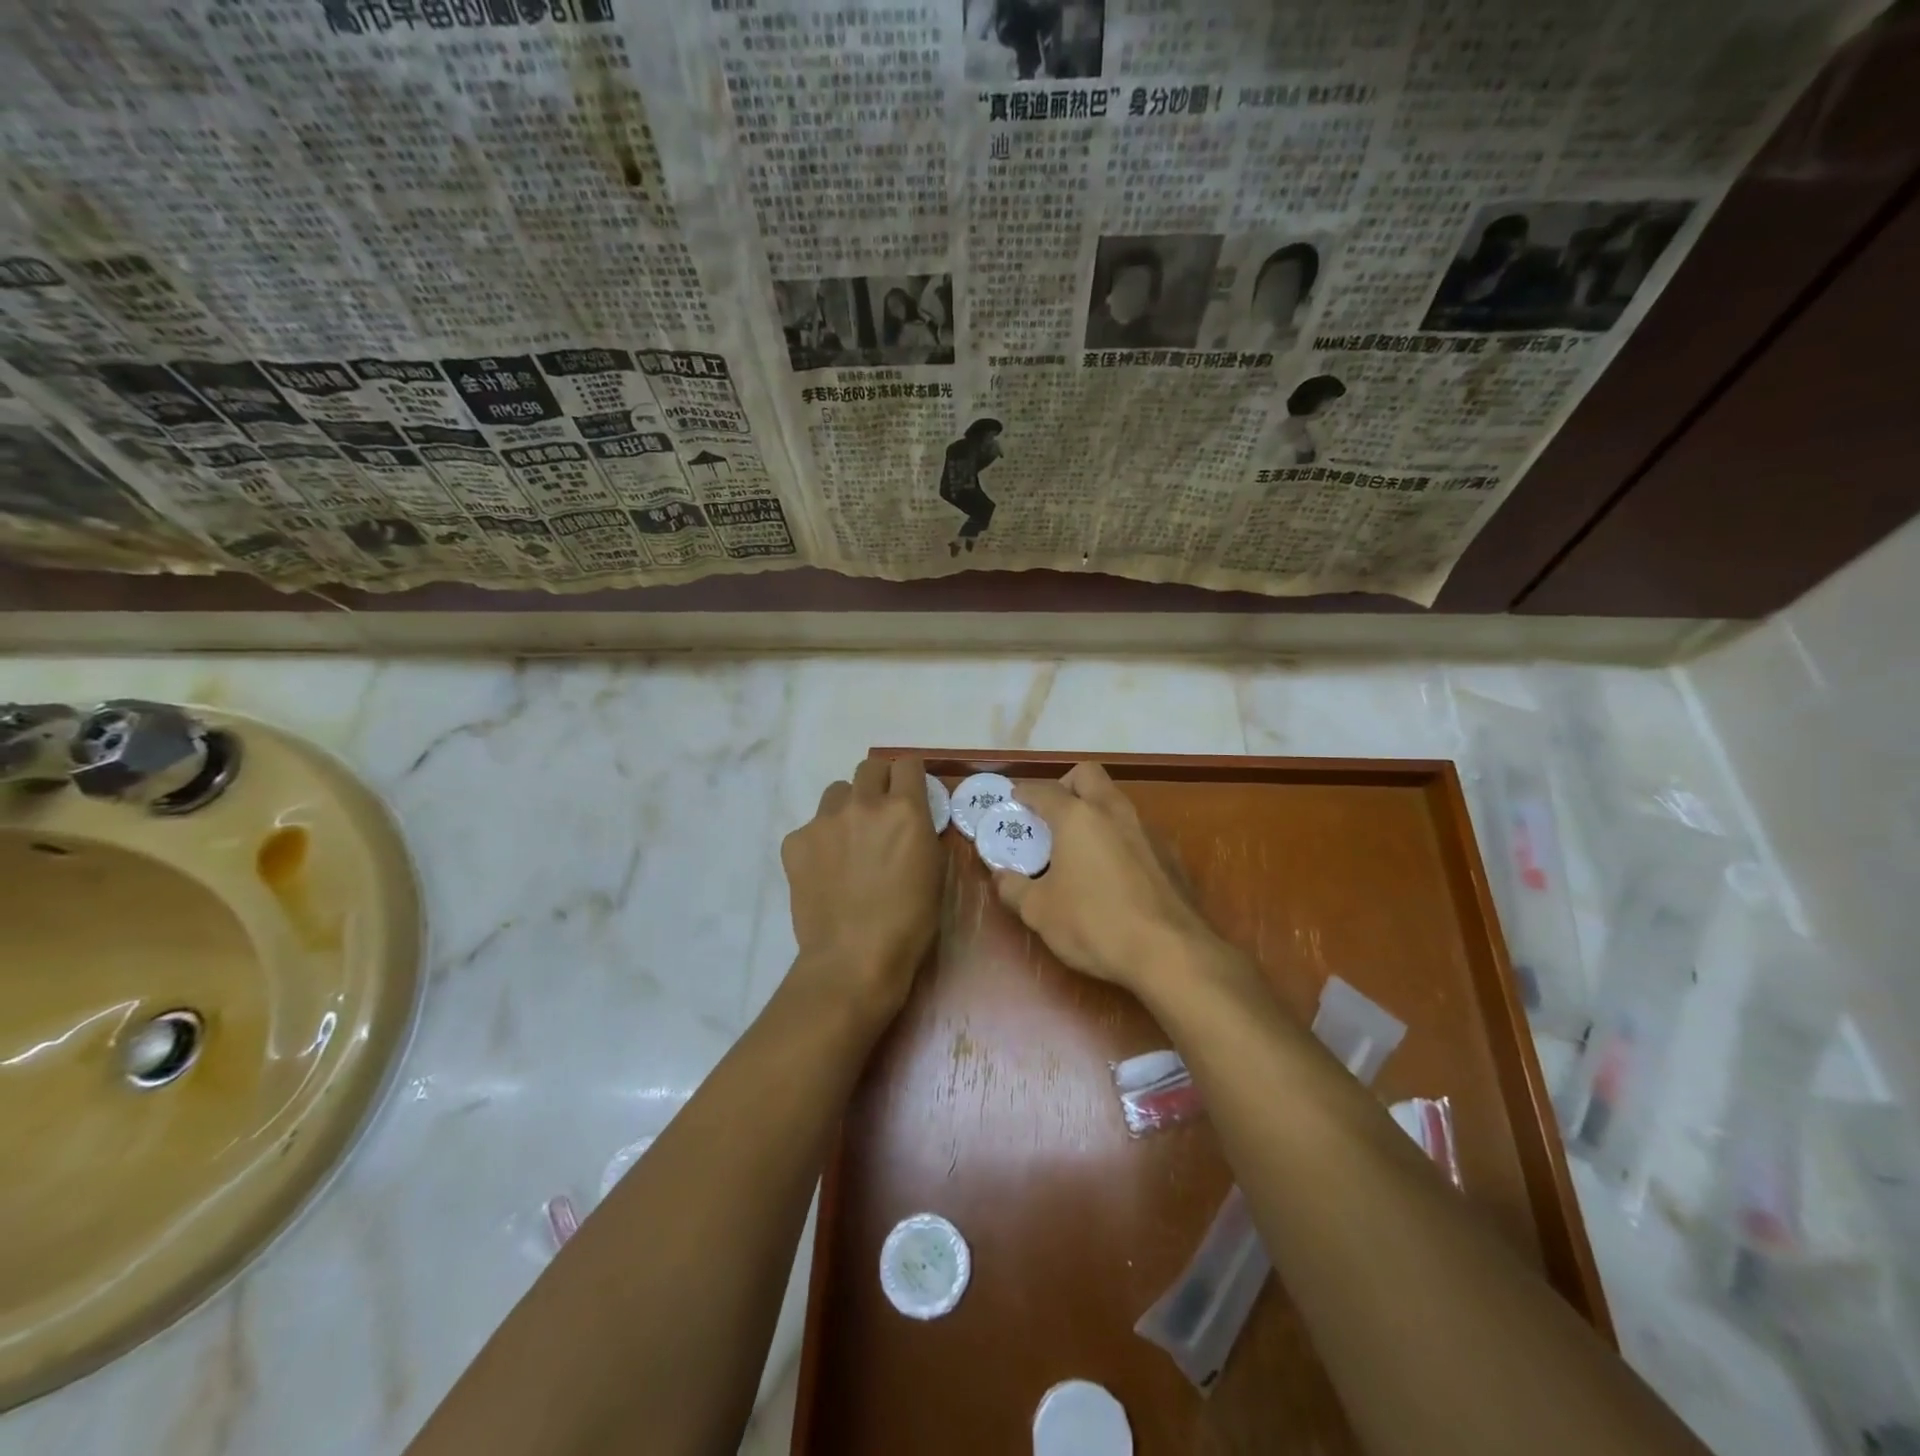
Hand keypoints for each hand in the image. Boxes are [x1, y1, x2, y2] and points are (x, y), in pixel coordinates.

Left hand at [781, 753, 943, 1019]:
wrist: (853, 958)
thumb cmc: (909, 922)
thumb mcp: (934, 871)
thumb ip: (922, 832)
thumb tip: (911, 820)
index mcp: (904, 810)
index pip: (907, 763)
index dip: (910, 776)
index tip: (911, 793)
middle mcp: (863, 804)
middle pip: (870, 767)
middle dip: (879, 783)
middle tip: (881, 814)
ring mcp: (824, 821)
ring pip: (837, 792)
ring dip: (848, 806)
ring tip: (850, 841)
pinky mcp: (795, 842)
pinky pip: (811, 826)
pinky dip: (821, 840)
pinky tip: (826, 871)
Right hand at [991, 762, 1228, 996]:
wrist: (1170, 953)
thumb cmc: (1094, 924)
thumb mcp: (1039, 912)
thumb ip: (1014, 888)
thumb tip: (1000, 876)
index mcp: (1077, 817)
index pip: (1044, 790)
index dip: (1025, 792)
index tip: (1015, 799)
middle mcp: (1113, 812)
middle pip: (1088, 775)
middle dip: (1066, 785)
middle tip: (1051, 814)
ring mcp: (1147, 830)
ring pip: (1116, 801)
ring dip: (1095, 811)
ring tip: (1079, 846)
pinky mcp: (1170, 855)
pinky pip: (1136, 831)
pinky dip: (1118, 839)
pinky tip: (1113, 874)